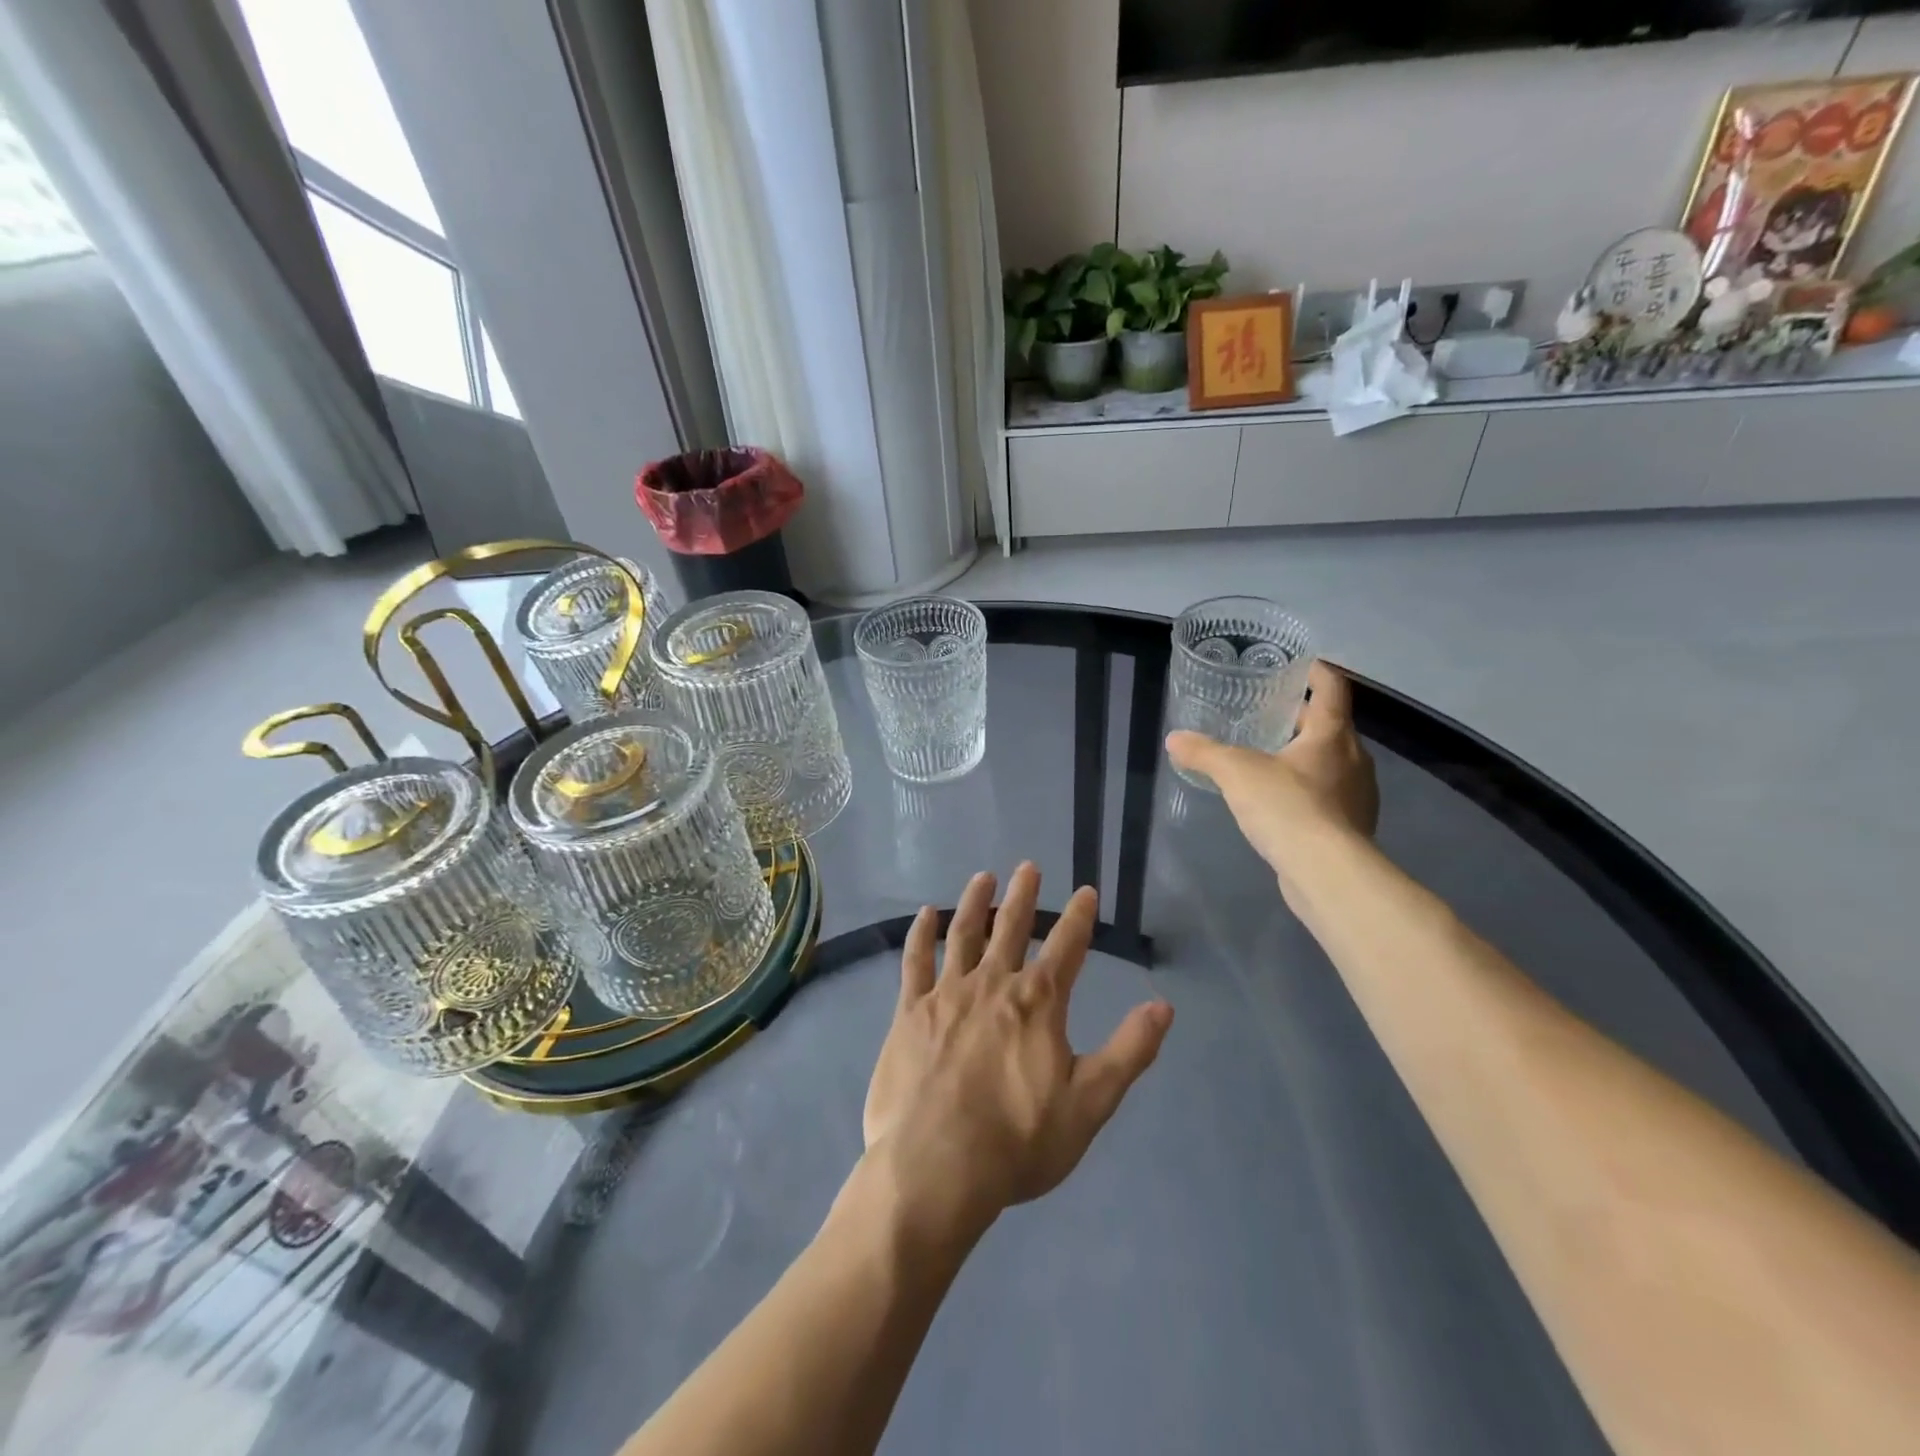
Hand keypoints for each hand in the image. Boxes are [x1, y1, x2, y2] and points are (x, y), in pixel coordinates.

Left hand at [861, 864, 1173, 1244]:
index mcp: (1038, 1003)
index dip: (1080, 917)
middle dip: (1024, 895)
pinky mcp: (909, 1011)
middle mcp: (993, 984)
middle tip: (1029, 866)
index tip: (1086, 890)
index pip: (1067, 947)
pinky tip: (925, 914)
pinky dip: (920, 934)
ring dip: (975, 902)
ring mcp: (947, 993)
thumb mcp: (1090, 1103)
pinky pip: (914, 961)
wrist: (935, 1167)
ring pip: (964, 933)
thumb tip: (1163, 1006)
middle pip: (1012, 928)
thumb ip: (1129, 1051)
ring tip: (984, 877)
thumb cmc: (1018, 1141)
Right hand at [1165, 661, 1378, 881]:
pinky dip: (1309, 791)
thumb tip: (1174, 739)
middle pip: (1331, 726)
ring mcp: (1359, 796)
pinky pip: (1330, 797)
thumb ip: (1204, 752)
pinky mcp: (1353, 828)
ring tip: (1271, 760)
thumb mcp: (1235, 772)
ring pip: (1333, 763)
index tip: (1300, 665)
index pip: (1332, 688)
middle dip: (1302, 719)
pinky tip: (1282, 804)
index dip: (1317, 672)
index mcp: (1332, 735)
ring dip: (1307, 757)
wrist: (1326, 873)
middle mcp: (1355, 759)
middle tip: (1268, 715)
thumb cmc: (1287, 807)